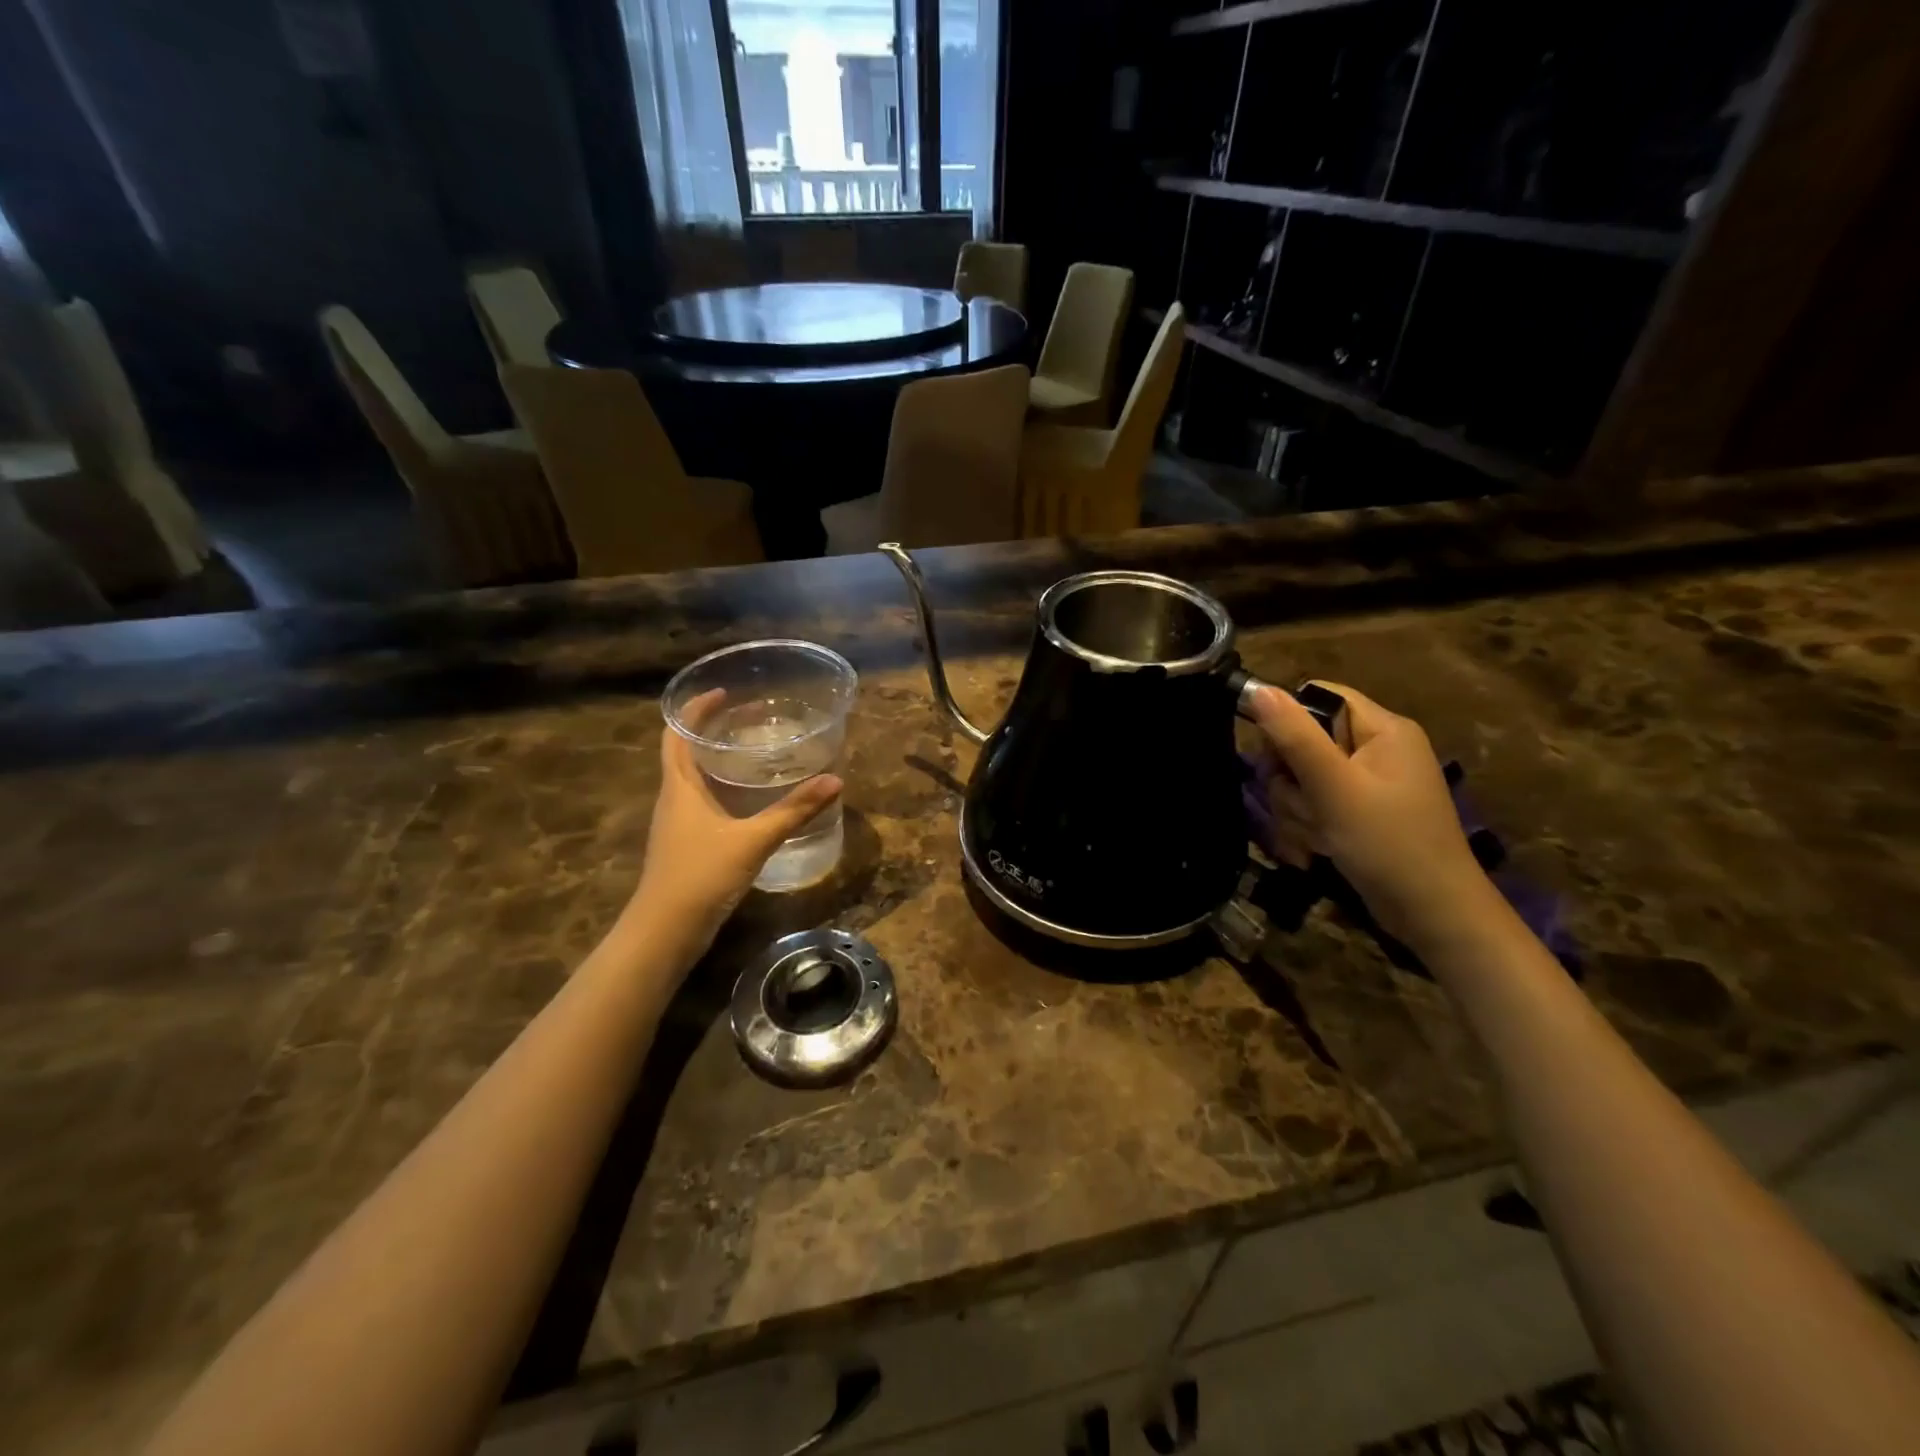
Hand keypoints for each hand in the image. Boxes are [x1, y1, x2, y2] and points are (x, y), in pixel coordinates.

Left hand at [629, 690, 842, 960]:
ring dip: (716, 760)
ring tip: (752, 752)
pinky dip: (721, 790)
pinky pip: (701, 804)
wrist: (665, 932)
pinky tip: (749, 800)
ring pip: (692, 779)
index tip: (723, 692)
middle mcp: (673, 799)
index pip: (677, 733)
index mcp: (679, 786)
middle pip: (684, 752)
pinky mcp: (685, 845)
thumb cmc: (701, 875)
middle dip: (712, 731)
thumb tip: (834, 780)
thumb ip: (793, 810)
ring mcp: (676, 824)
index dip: (695, 709)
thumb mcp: (753, 839)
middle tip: (750, 719)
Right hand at [1249, 682, 1494, 949]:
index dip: (1287, 721)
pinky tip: (1315, 850)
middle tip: (1302, 807)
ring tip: (1315, 837)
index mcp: (1383, 729)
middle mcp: (1376, 749)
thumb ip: (1295, 737)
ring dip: (1296, 810)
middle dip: (1290, 779)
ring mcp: (1368, 785)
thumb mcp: (1334, 787)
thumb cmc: (1388, 843)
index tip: (1274, 758)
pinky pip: (1315, 805)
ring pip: (1302, 779)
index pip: (1318, 697)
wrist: (1433, 915)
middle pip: (1303, 741)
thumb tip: (1257, 689)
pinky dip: (1308, 826)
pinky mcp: (1359, 814)